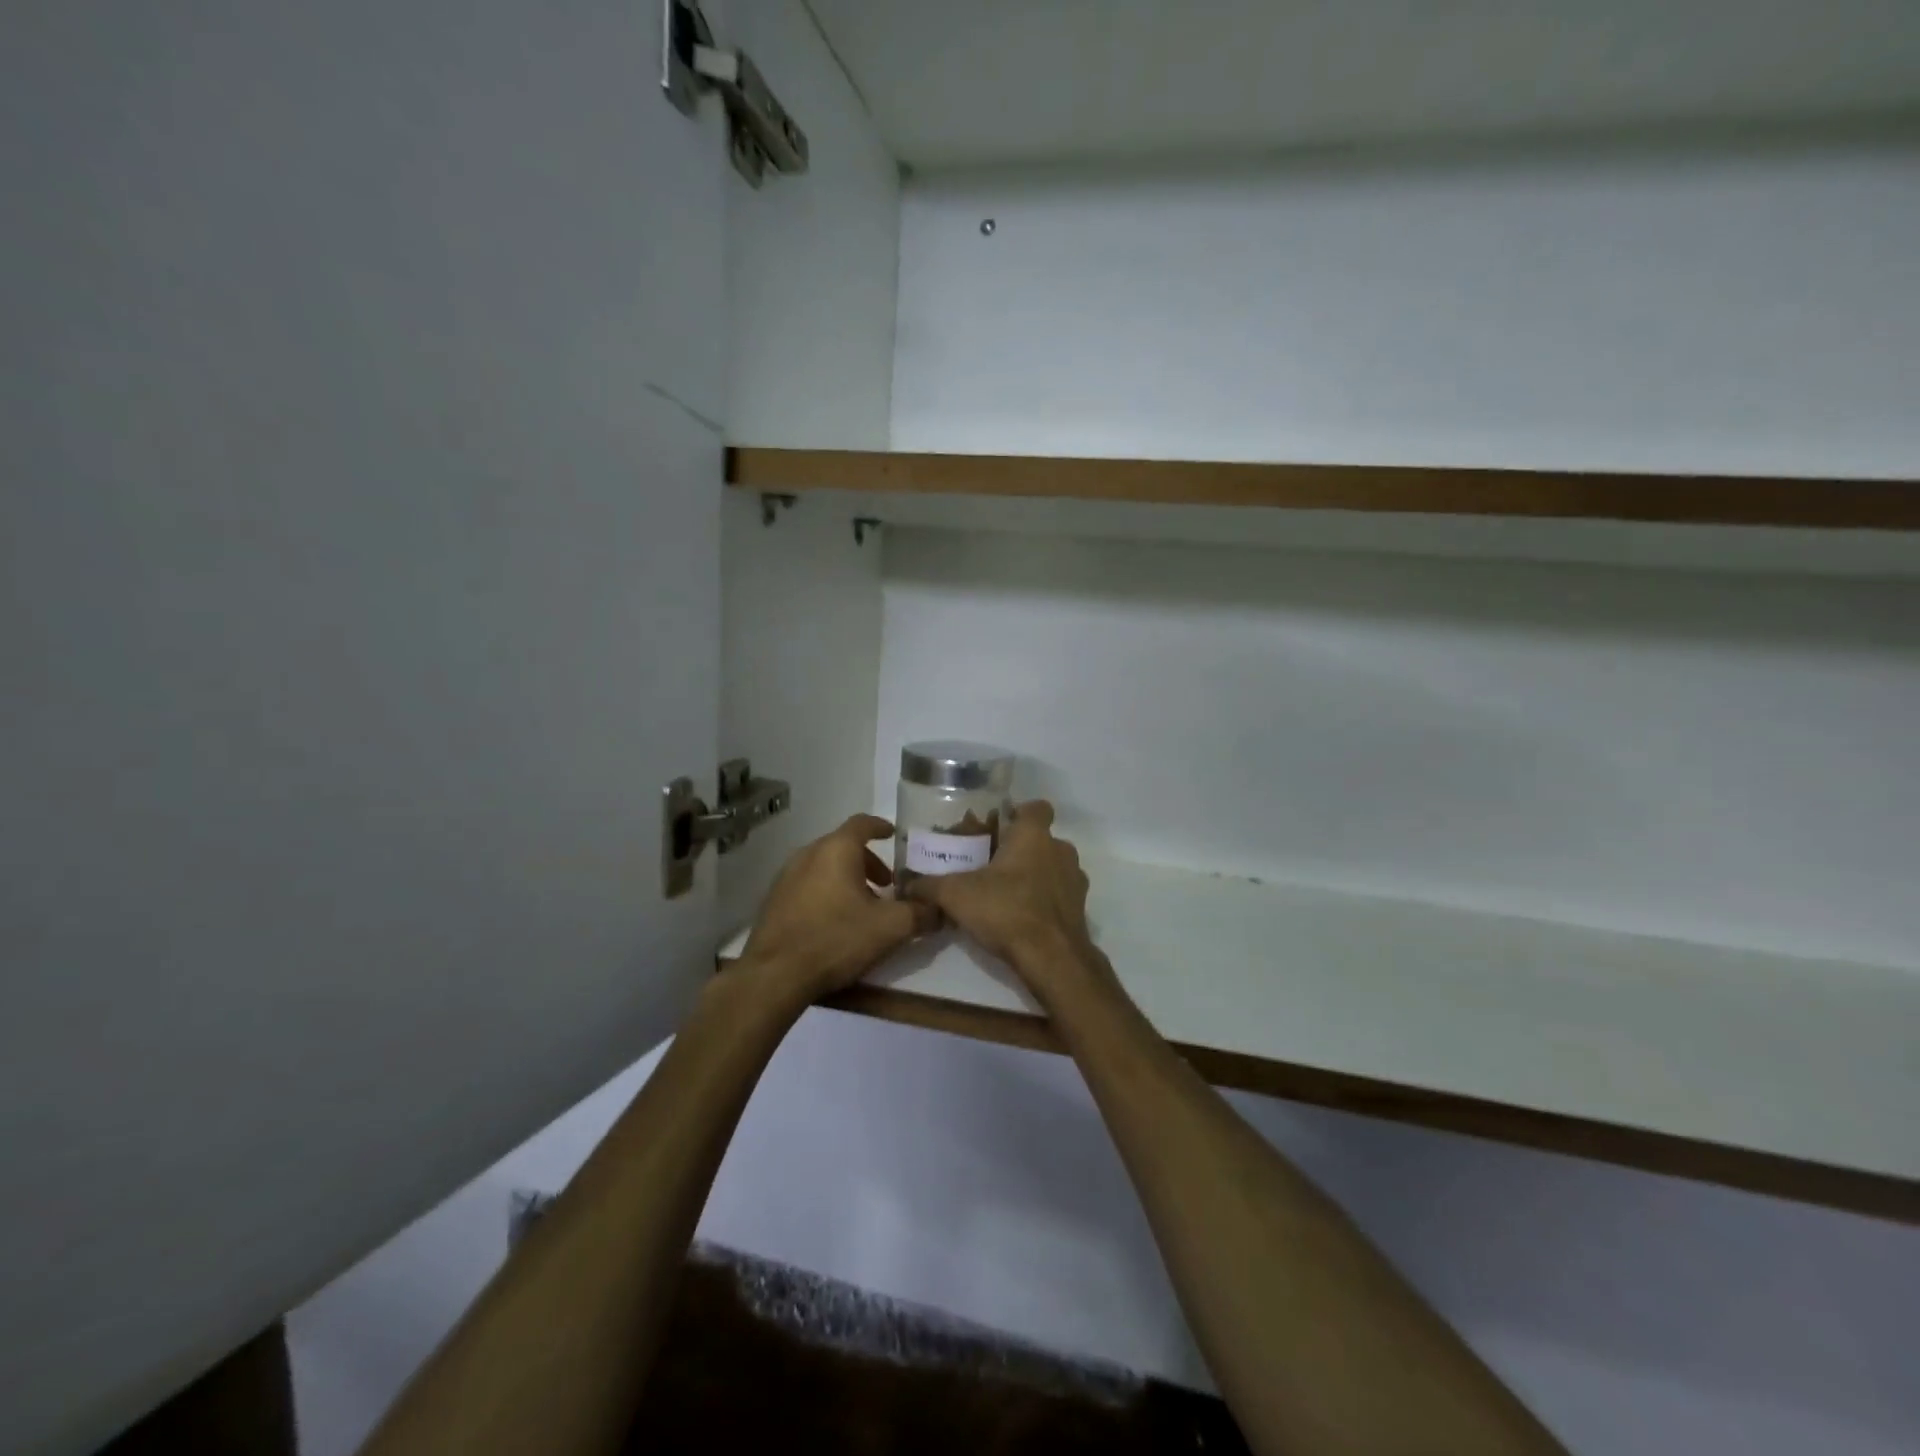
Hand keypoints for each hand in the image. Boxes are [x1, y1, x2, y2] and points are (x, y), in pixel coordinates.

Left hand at [741, 814, 936, 1001]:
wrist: (774, 975)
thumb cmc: (836, 939)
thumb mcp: (890, 928)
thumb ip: (920, 913)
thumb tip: (939, 908)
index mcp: (836, 850)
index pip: (862, 823)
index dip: (881, 827)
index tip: (893, 835)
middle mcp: (808, 854)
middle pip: (843, 846)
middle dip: (868, 861)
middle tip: (886, 884)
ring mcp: (786, 876)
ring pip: (824, 866)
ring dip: (847, 878)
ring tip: (863, 906)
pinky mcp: (773, 900)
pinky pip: (807, 885)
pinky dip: (826, 891)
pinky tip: (835, 921)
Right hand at [904, 801, 1098, 1007]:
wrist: (1051, 958)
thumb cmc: (1006, 910)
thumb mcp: (956, 895)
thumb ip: (930, 885)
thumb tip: (906, 884)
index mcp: (1034, 836)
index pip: (1037, 807)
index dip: (1020, 813)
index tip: (999, 826)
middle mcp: (1060, 850)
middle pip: (1041, 839)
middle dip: (1018, 849)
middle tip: (990, 864)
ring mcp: (1074, 880)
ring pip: (1052, 866)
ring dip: (1033, 874)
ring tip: (1004, 892)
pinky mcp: (1079, 908)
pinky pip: (1058, 894)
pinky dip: (1043, 900)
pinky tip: (1020, 916)